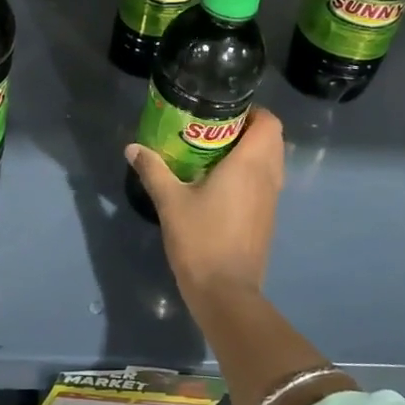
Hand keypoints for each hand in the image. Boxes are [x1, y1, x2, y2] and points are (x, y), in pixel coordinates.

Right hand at [126, 107, 283, 303]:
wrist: (226, 293)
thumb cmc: (201, 239)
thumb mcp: (170, 201)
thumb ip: (153, 170)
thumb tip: (132, 147)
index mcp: (250, 165)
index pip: (269, 123)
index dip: (252, 111)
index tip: (223, 111)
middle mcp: (267, 177)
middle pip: (272, 140)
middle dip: (247, 129)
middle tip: (212, 129)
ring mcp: (270, 200)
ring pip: (270, 162)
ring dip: (250, 152)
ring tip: (213, 153)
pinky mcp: (266, 219)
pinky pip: (265, 183)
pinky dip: (249, 174)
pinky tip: (218, 183)